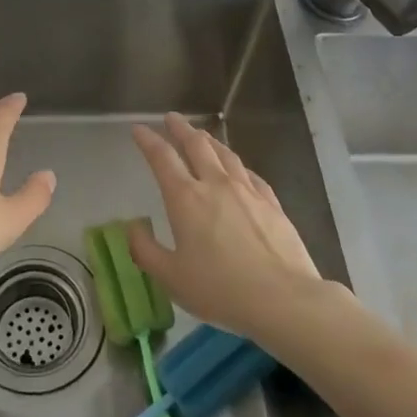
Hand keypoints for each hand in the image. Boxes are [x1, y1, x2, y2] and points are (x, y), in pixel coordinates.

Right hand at [129, 112, 322, 342]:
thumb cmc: (220, 289)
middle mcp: (215, 184)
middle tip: (172, 118)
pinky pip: (249, 174)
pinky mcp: (271, 203)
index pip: (162, 158)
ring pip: (225, 154)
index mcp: (186, 198)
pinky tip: (238, 169)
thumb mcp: (171, 278)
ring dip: (209, 140)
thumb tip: (133, 227)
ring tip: (202, 135)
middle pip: (196, 145)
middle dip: (181, 129)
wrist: (283, 298)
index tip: (139, 129)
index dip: (148, 141)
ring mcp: (247, 191)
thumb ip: (145, 250)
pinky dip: (236, 165)